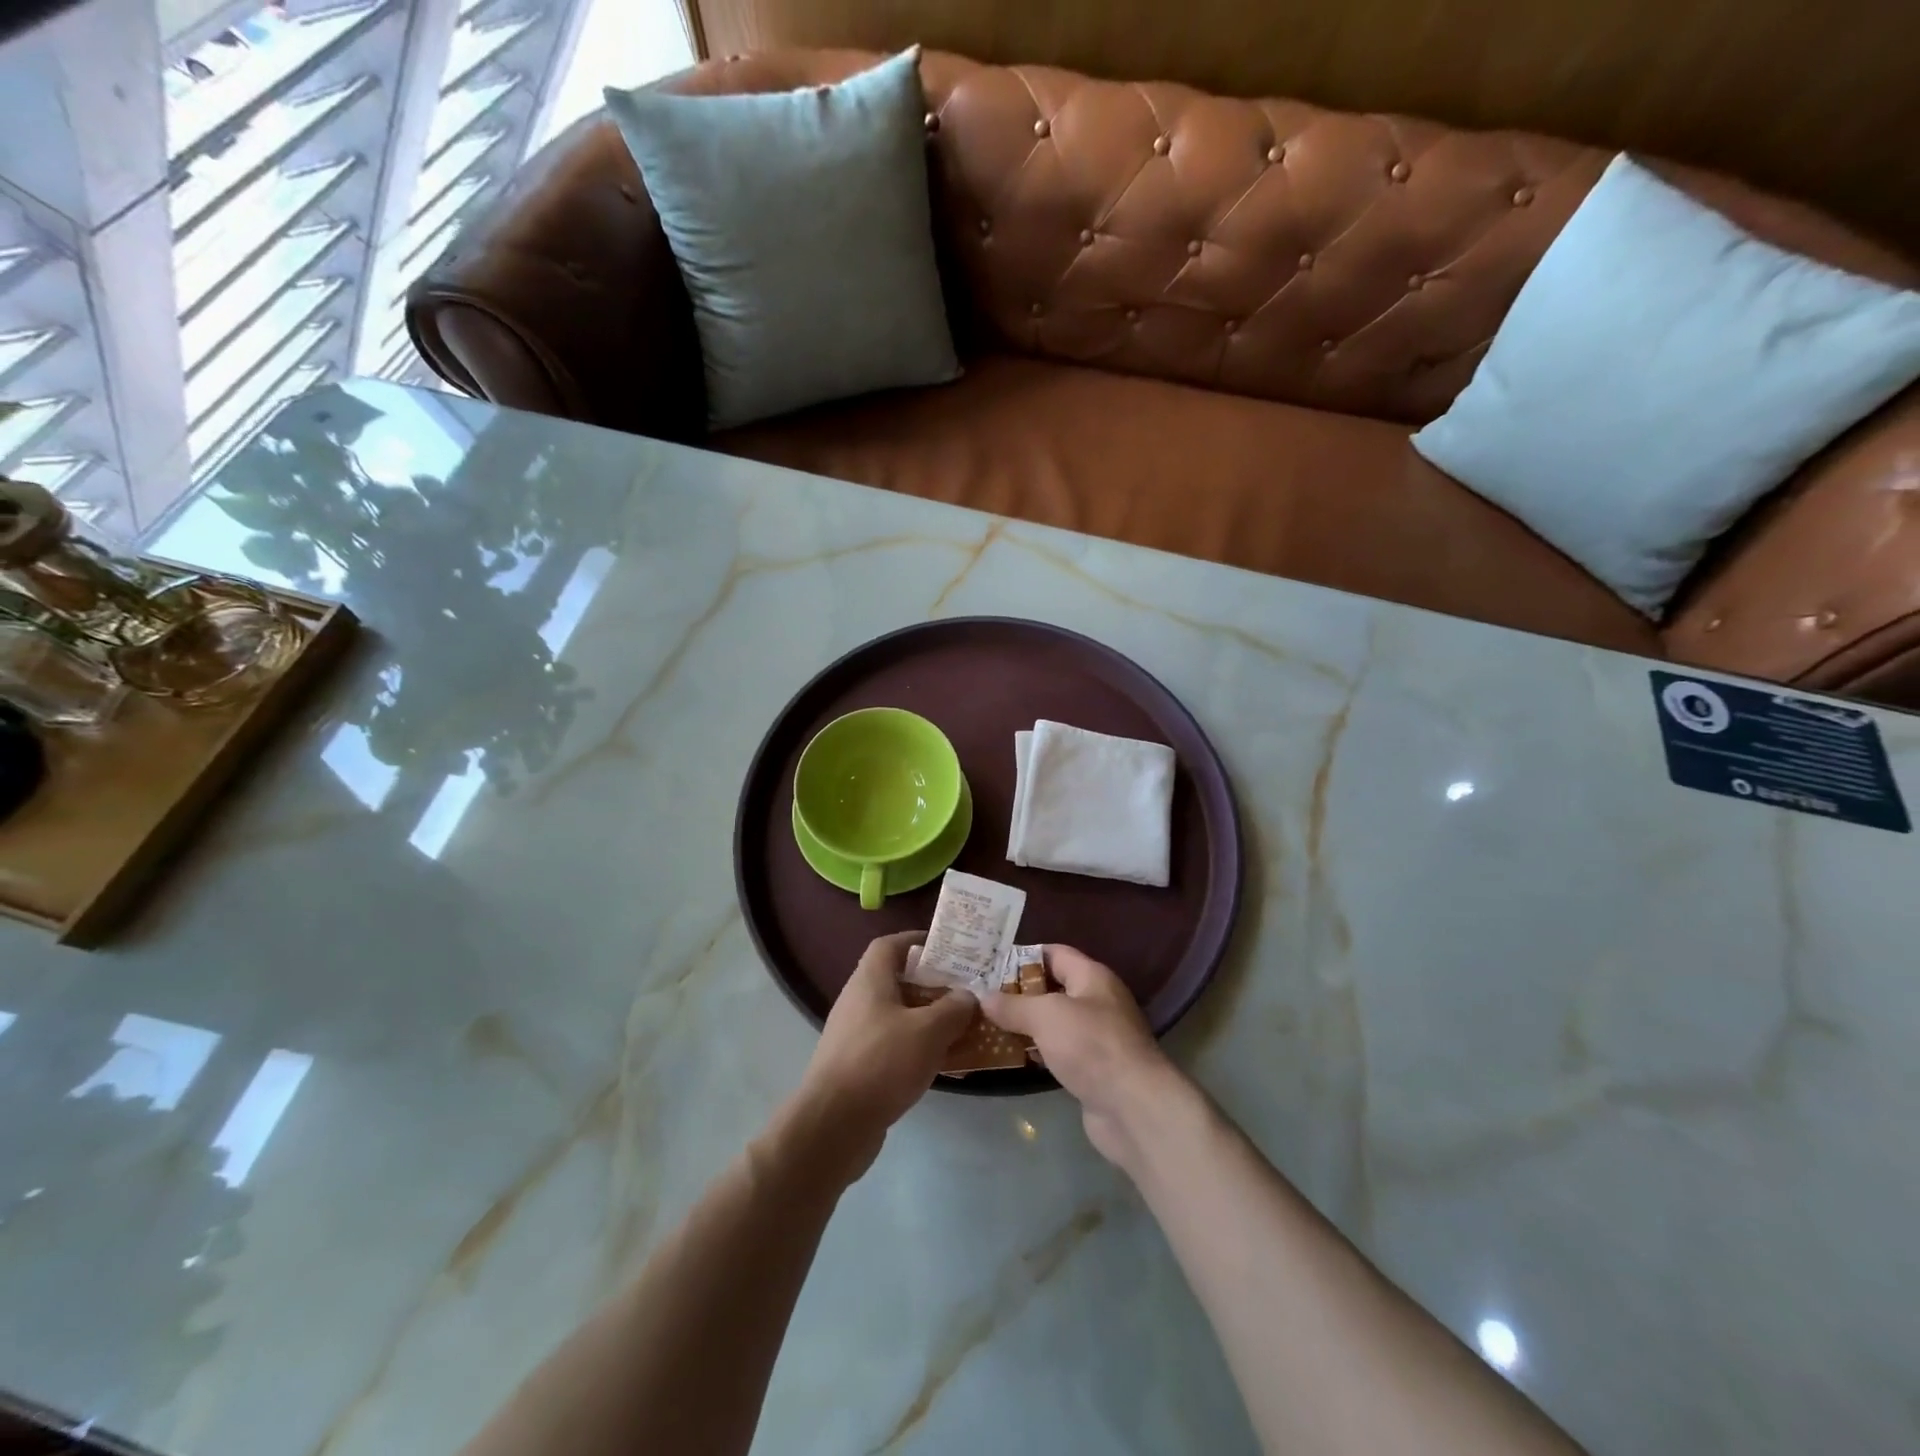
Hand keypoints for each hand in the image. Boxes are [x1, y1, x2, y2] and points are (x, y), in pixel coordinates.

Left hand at [792, 931, 975, 1176]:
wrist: (833, 1126)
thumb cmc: (882, 1063)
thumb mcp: (929, 1031)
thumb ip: (954, 1008)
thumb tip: (967, 996)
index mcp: (870, 980)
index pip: (890, 944)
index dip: (917, 941)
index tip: (947, 948)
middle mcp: (858, 1001)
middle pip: (896, 980)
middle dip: (931, 983)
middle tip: (963, 990)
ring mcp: (854, 1035)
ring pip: (897, 1015)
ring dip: (927, 1018)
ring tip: (960, 1026)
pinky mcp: (856, 1066)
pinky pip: (892, 1045)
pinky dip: (916, 1047)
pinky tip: (941, 1063)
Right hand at [980, 945, 1184, 1167]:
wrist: (1133, 1108)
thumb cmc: (1091, 1046)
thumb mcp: (1046, 1016)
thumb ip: (1014, 1005)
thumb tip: (984, 996)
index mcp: (1092, 977)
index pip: (1055, 953)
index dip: (1023, 956)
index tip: (990, 964)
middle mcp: (1097, 1001)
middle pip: (1053, 988)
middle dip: (1019, 992)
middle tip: (983, 996)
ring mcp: (1097, 1037)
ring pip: (1054, 1022)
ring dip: (1026, 1025)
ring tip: (988, 1025)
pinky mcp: (1093, 1069)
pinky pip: (1058, 1051)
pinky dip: (1037, 1052)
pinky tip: (1010, 1056)